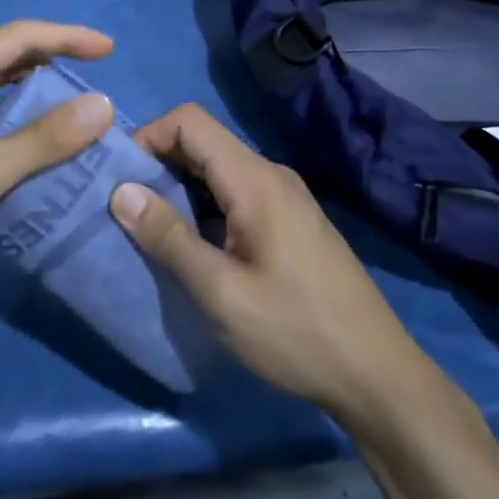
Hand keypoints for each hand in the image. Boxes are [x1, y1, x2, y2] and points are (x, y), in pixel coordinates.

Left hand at [0, 21, 115, 299]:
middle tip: (96, 83)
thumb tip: (102, 105)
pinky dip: (12, 129)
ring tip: (75, 117)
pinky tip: (35, 152)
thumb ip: (43, 139)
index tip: (109, 50)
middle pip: (6, 60)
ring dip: (33, 101)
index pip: (19, 37)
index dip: (67, 37)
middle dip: (52, 65)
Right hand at [108, 104, 417, 417]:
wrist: (378, 376)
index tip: (121, 180)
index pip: (189, 122)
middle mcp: (270, 175)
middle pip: (202, 142)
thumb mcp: (221, 292)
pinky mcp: (289, 221)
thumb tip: (120, 191)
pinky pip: (234, 193)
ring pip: (217, 169)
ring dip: (178, 188)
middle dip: (157, 164)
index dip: (149, 137)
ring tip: (149, 229)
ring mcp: (284, 198)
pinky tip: (191, 245)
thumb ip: (169, 237)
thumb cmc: (296, 332)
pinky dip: (202, 206)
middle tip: (126, 208)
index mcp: (255, 180)